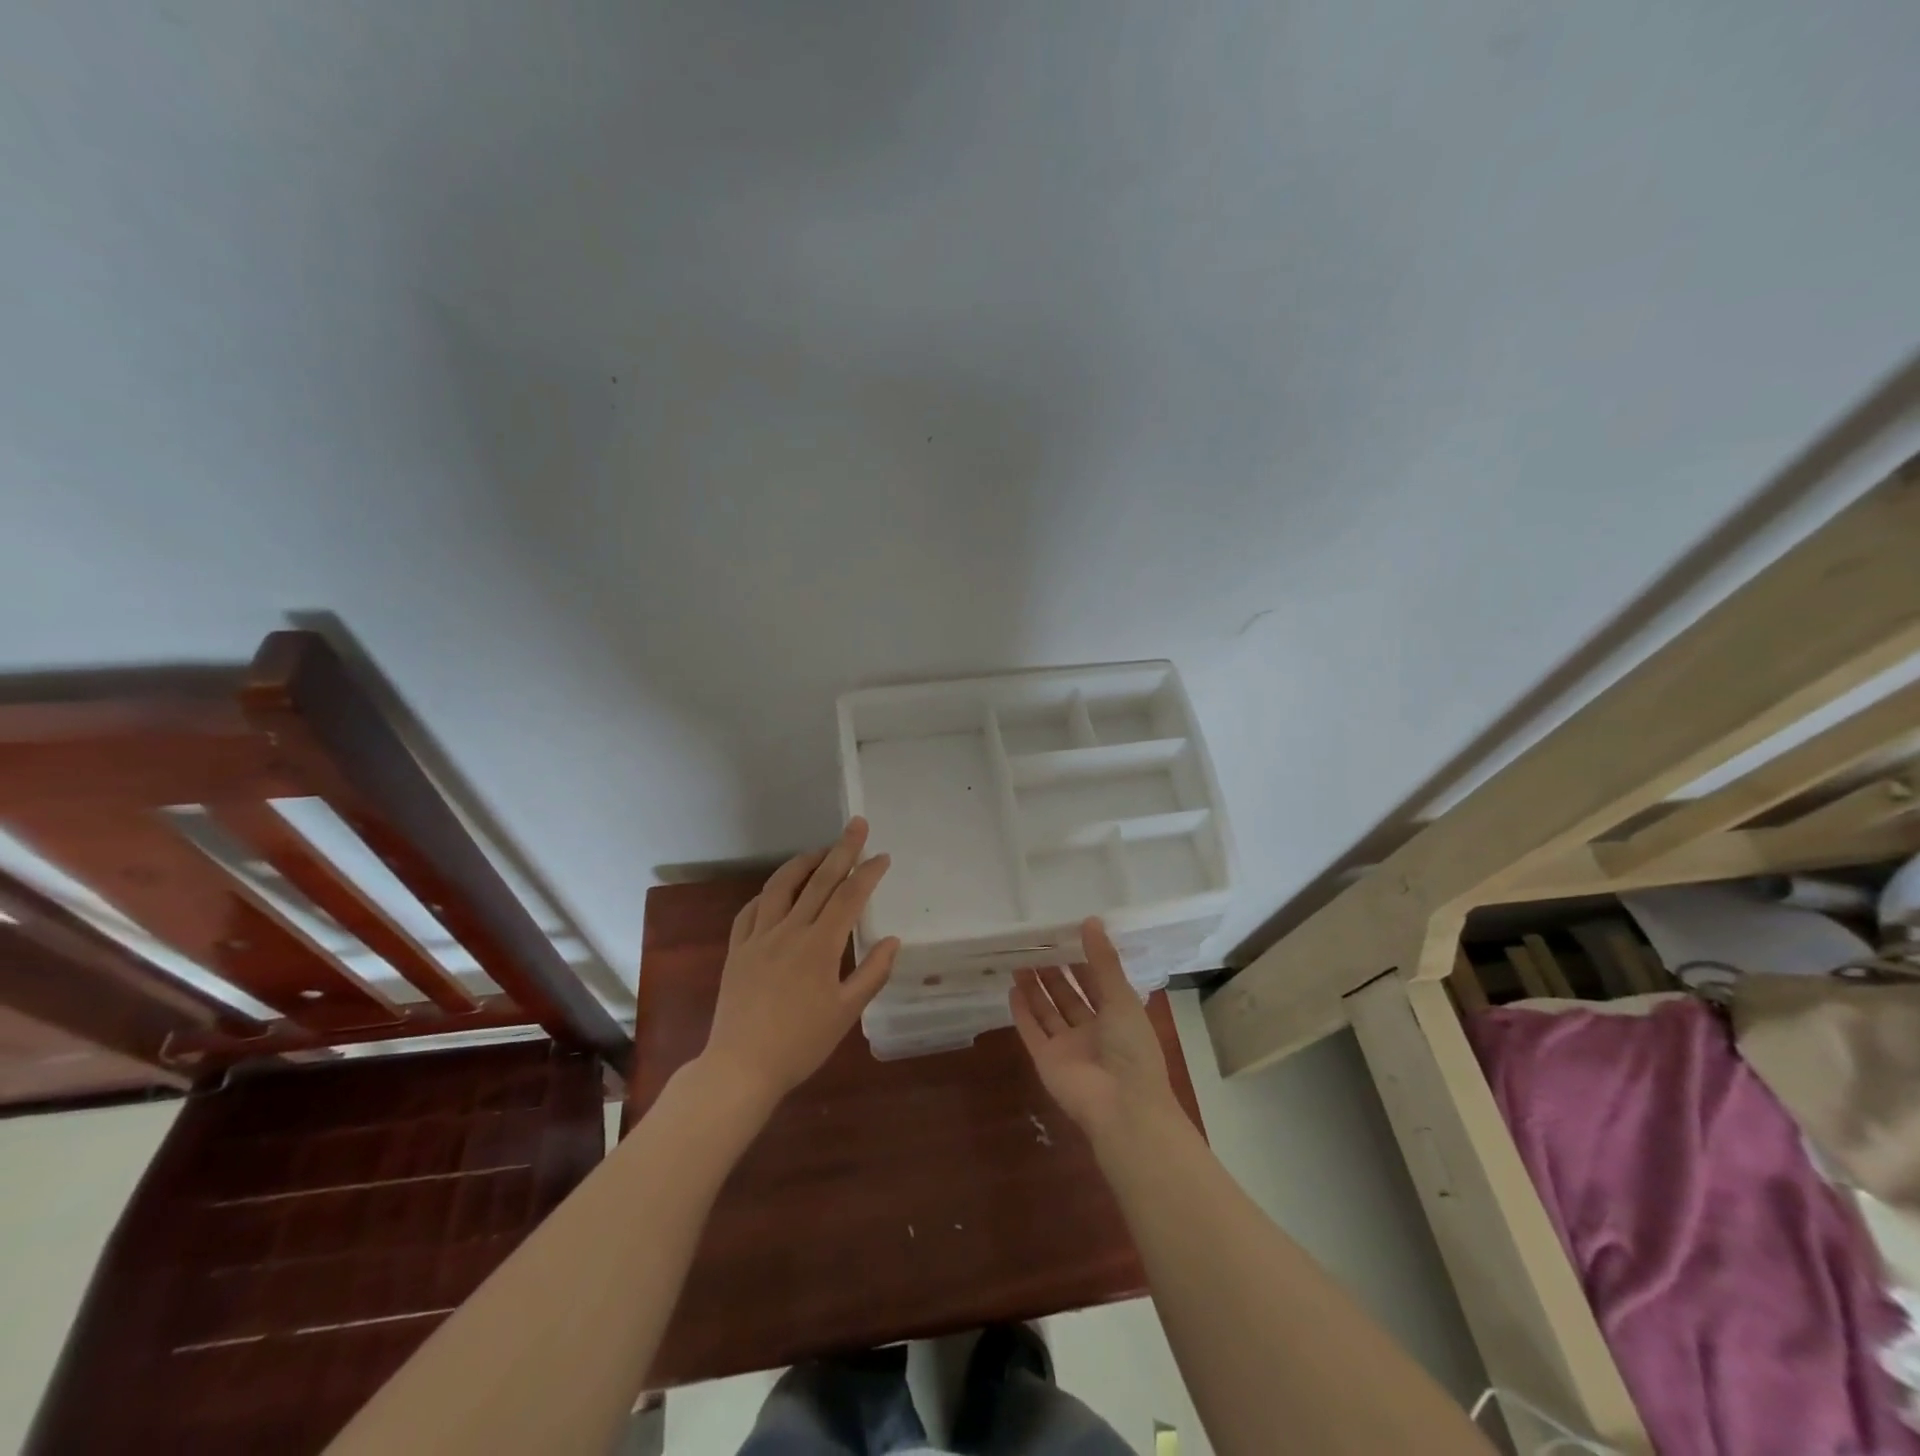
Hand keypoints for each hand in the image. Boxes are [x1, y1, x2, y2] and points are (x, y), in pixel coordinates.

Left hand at [700, 818, 899, 1109]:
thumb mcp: (846, 1013)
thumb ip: (872, 973)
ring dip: (803, 863)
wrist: (741, 1067)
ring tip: (819, 851)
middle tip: (857, 825)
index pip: (849, 897)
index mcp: (819, 946)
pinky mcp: (737, 949)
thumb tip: (892, 941)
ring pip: (781, 886)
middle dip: (841, 849)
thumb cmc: (801, 1043)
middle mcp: (789, 931)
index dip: (868, 873)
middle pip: (819, 880)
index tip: (882, 856)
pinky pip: (751, 910)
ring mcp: (759, 937)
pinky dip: (768, 893)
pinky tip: (776, 891)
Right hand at [1010, 918, 1180, 1144]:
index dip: (1082, 961)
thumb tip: (1090, 920)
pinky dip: (1022, 1013)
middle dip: (1054, 972)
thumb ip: (1103, 961)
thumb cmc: (1132, 1048)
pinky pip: (1032, 1032)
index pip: (1097, 983)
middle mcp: (1092, 1030)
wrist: (1121, 1106)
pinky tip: (1012, 989)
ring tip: (1019, 960)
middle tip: (1035, 945)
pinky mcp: (1046, 1060)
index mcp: (1118, 1017)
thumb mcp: (1121, 997)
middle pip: (1069, 996)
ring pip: (1048, 1012)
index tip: (1064, 935)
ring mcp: (1068, 1047)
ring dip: (1035, 988)